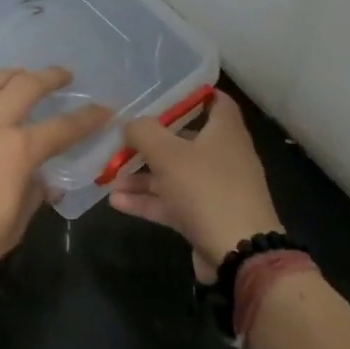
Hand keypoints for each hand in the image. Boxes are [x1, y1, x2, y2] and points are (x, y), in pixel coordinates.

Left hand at [0, 67, 113, 283]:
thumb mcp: (13, 226)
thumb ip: (32, 196)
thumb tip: (43, 183)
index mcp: (17, 151)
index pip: (62, 127)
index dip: (87, 117)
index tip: (104, 109)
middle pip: (24, 87)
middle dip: (48, 77)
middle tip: (62, 75)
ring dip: (8, 77)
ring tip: (19, 74)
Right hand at [108, 90, 282, 281]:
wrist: (239, 254)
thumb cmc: (206, 189)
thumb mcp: (168, 154)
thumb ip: (144, 132)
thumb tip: (130, 124)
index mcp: (225, 131)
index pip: (215, 101)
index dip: (191, 94)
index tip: (160, 94)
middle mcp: (223, 156)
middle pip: (186, 139)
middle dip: (152, 140)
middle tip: (122, 138)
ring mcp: (215, 189)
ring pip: (175, 174)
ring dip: (143, 175)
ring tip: (110, 176)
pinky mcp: (206, 217)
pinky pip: (173, 202)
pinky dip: (148, 200)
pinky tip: (117, 202)